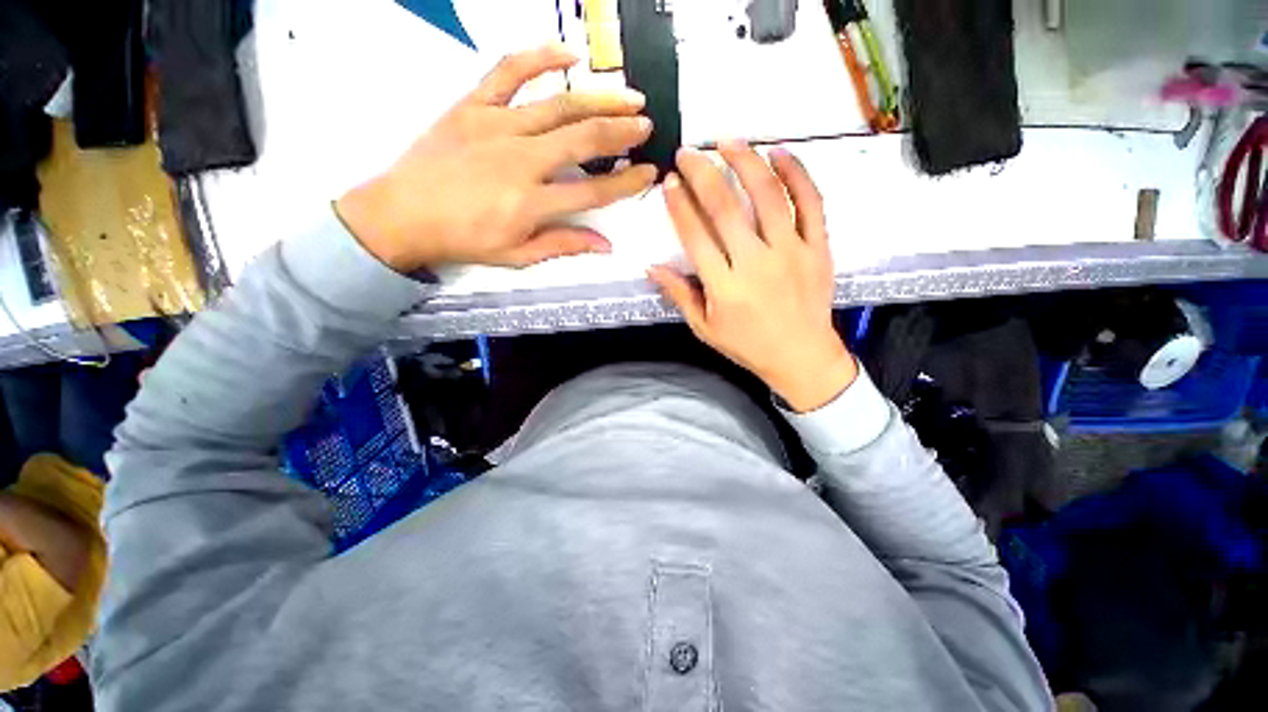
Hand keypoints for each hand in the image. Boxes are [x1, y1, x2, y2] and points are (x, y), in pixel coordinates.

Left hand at [336, 44, 657, 272]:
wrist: (403, 214)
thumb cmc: (464, 239)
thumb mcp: (517, 255)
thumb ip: (562, 245)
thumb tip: (604, 244)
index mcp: (531, 202)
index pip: (594, 191)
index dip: (627, 182)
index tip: (649, 172)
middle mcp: (521, 160)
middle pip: (583, 139)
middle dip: (622, 131)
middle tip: (646, 125)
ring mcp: (496, 125)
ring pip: (559, 105)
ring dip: (599, 99)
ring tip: (628, 97)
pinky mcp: (473, 105)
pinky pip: (508, 71)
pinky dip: (539, 57)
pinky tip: (567, 55)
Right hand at [648, 142, 857, 412]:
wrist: (801, 356)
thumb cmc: (748, 345)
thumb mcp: (705, 328)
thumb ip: (680, 295)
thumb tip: (653, 267)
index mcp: (724, 286)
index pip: (695, 236)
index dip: (679, 205)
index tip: (669, 182)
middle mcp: (755, 262)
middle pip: (725, 208)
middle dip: (702, 173)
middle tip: (688, 152)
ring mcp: (791, 251)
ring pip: (767, 195)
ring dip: (746, 161)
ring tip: (728, 141)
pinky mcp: (818, 247)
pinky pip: (810, 202)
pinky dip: (797, 173)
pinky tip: (779, 152)